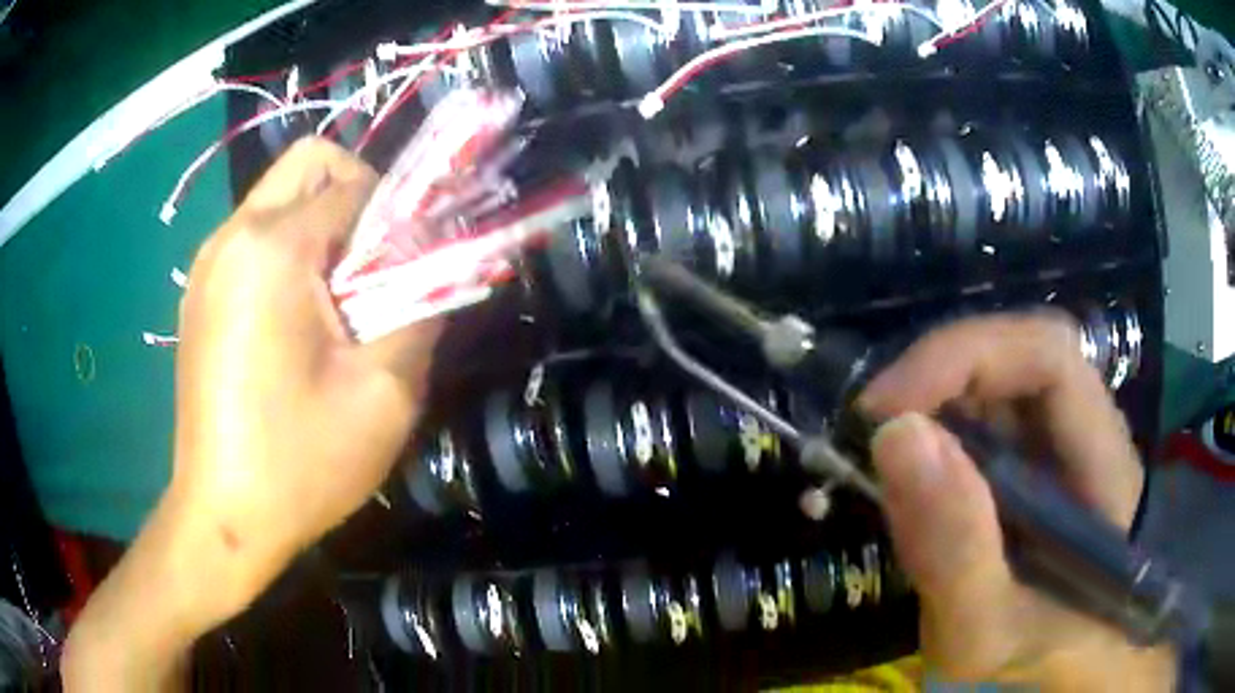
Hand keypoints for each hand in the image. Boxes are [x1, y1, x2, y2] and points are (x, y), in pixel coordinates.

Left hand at [171, 137, 439, 603]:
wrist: (222, 518)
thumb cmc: (300, 463)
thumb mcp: (386, 394)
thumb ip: (423, 307)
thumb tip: (439, 263)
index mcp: (272, 250)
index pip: (355, 183)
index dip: (398, 215)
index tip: (411, 268)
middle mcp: (231, 237)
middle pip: (308, 164)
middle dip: (355, 195)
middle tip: (373, 265)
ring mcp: (207, 263)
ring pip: (280, 199)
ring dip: (321, 228)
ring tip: (335, 301)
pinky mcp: (199, 293)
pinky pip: (254, 238)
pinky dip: (288, 253)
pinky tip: (296, 320)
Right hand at [859, 314, 1172, 690]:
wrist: (1051, 663)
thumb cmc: (1028, 652)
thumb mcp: (983, 633)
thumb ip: (953, 553)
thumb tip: (895, 435)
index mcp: (1104, 461)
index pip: (1049, 356)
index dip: (966, 356)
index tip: (886, 409)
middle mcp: (1088, 427)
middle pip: (1019, 353)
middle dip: (940, 375)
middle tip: (874, 427)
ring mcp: (1060, 436)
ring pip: (998, 378)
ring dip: (934, 400)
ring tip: (889, 454)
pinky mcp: (1033, 451)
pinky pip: (985, 412)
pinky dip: (939, 428)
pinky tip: (917, 472)